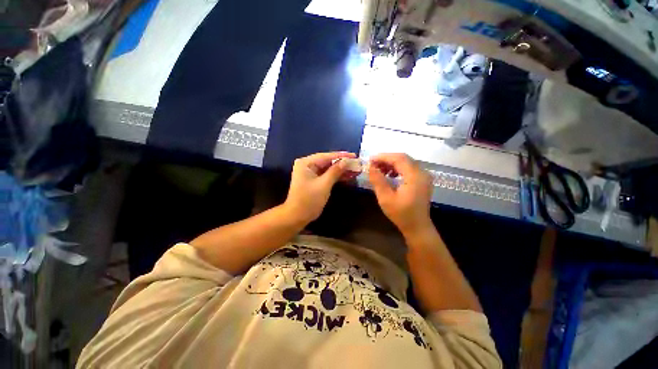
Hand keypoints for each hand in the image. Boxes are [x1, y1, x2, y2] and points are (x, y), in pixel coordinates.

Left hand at [284, 152, 355, 223]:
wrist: (297, 216)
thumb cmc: (309, 200)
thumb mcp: (324, 184)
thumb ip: (335, 171)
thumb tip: (346, 161)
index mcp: (306, 163)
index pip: (326, 156)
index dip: (341, 156)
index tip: (354, 155)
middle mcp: (307, 165)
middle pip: (327, 161)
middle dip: (342, 163)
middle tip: (356, 163)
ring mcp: (310, 173)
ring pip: (328, 168)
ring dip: (340, 170)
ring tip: (355, 169)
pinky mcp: (313, 180)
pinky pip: (326, 175)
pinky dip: (336, 176)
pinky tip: (347, 176)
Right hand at [368, 153, 433, 234]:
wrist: (417, 227)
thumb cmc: (401, 214)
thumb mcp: (386, 198)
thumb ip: (378, 181)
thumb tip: (370, 167)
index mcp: (415, 176)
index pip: (399, 159)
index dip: (383, 157)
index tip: (370, 160)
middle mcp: (422, 173)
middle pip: (403, 158)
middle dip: (387, 159)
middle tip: (373, 164)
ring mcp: (424, 176)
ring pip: (406, 162)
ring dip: (392, 163)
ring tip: (379, 170)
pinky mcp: (422, 180)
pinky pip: (409, 168)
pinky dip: (398, 168)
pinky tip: (389, 175)